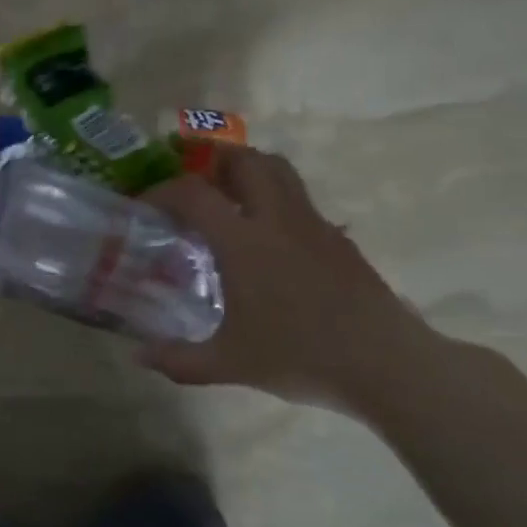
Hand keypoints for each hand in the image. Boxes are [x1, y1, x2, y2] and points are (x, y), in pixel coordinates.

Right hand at [141, 147, 437, 410]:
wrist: (387, 365)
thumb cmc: (300, 357)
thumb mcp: (229, 364)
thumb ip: (179, 359)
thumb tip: (140, 356)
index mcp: (242, 241)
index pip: (193, 193)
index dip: (162, 191)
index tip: (146, 205)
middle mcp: (276, 219)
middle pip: (244, 160)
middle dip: (213, 163)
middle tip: (194, 188)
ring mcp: (313, 224)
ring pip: (279, 170)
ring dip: (249, 171)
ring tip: (229, 200)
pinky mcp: (338, 238)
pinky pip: (300, 200)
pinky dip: (276, 201)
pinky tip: (269, 241)